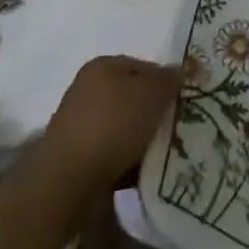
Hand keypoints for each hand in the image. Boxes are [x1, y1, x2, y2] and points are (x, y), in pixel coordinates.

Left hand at [39, 55, 179, 188]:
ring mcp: (78, 127)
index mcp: (102, 66)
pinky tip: (142, 173)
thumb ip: (171, 79)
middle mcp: (87, 91)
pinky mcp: (75, 161)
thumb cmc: (113, 124)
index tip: (182, 102)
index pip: (144, 66)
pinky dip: (127, 163)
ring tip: (163, 154)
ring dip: (142, 140)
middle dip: (154, 113)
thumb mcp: (153, 92)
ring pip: (123, 129)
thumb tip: (181, 72)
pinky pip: (111, 156)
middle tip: (176, 128)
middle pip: (133, 98)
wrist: (66, 182)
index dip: (166, 82)